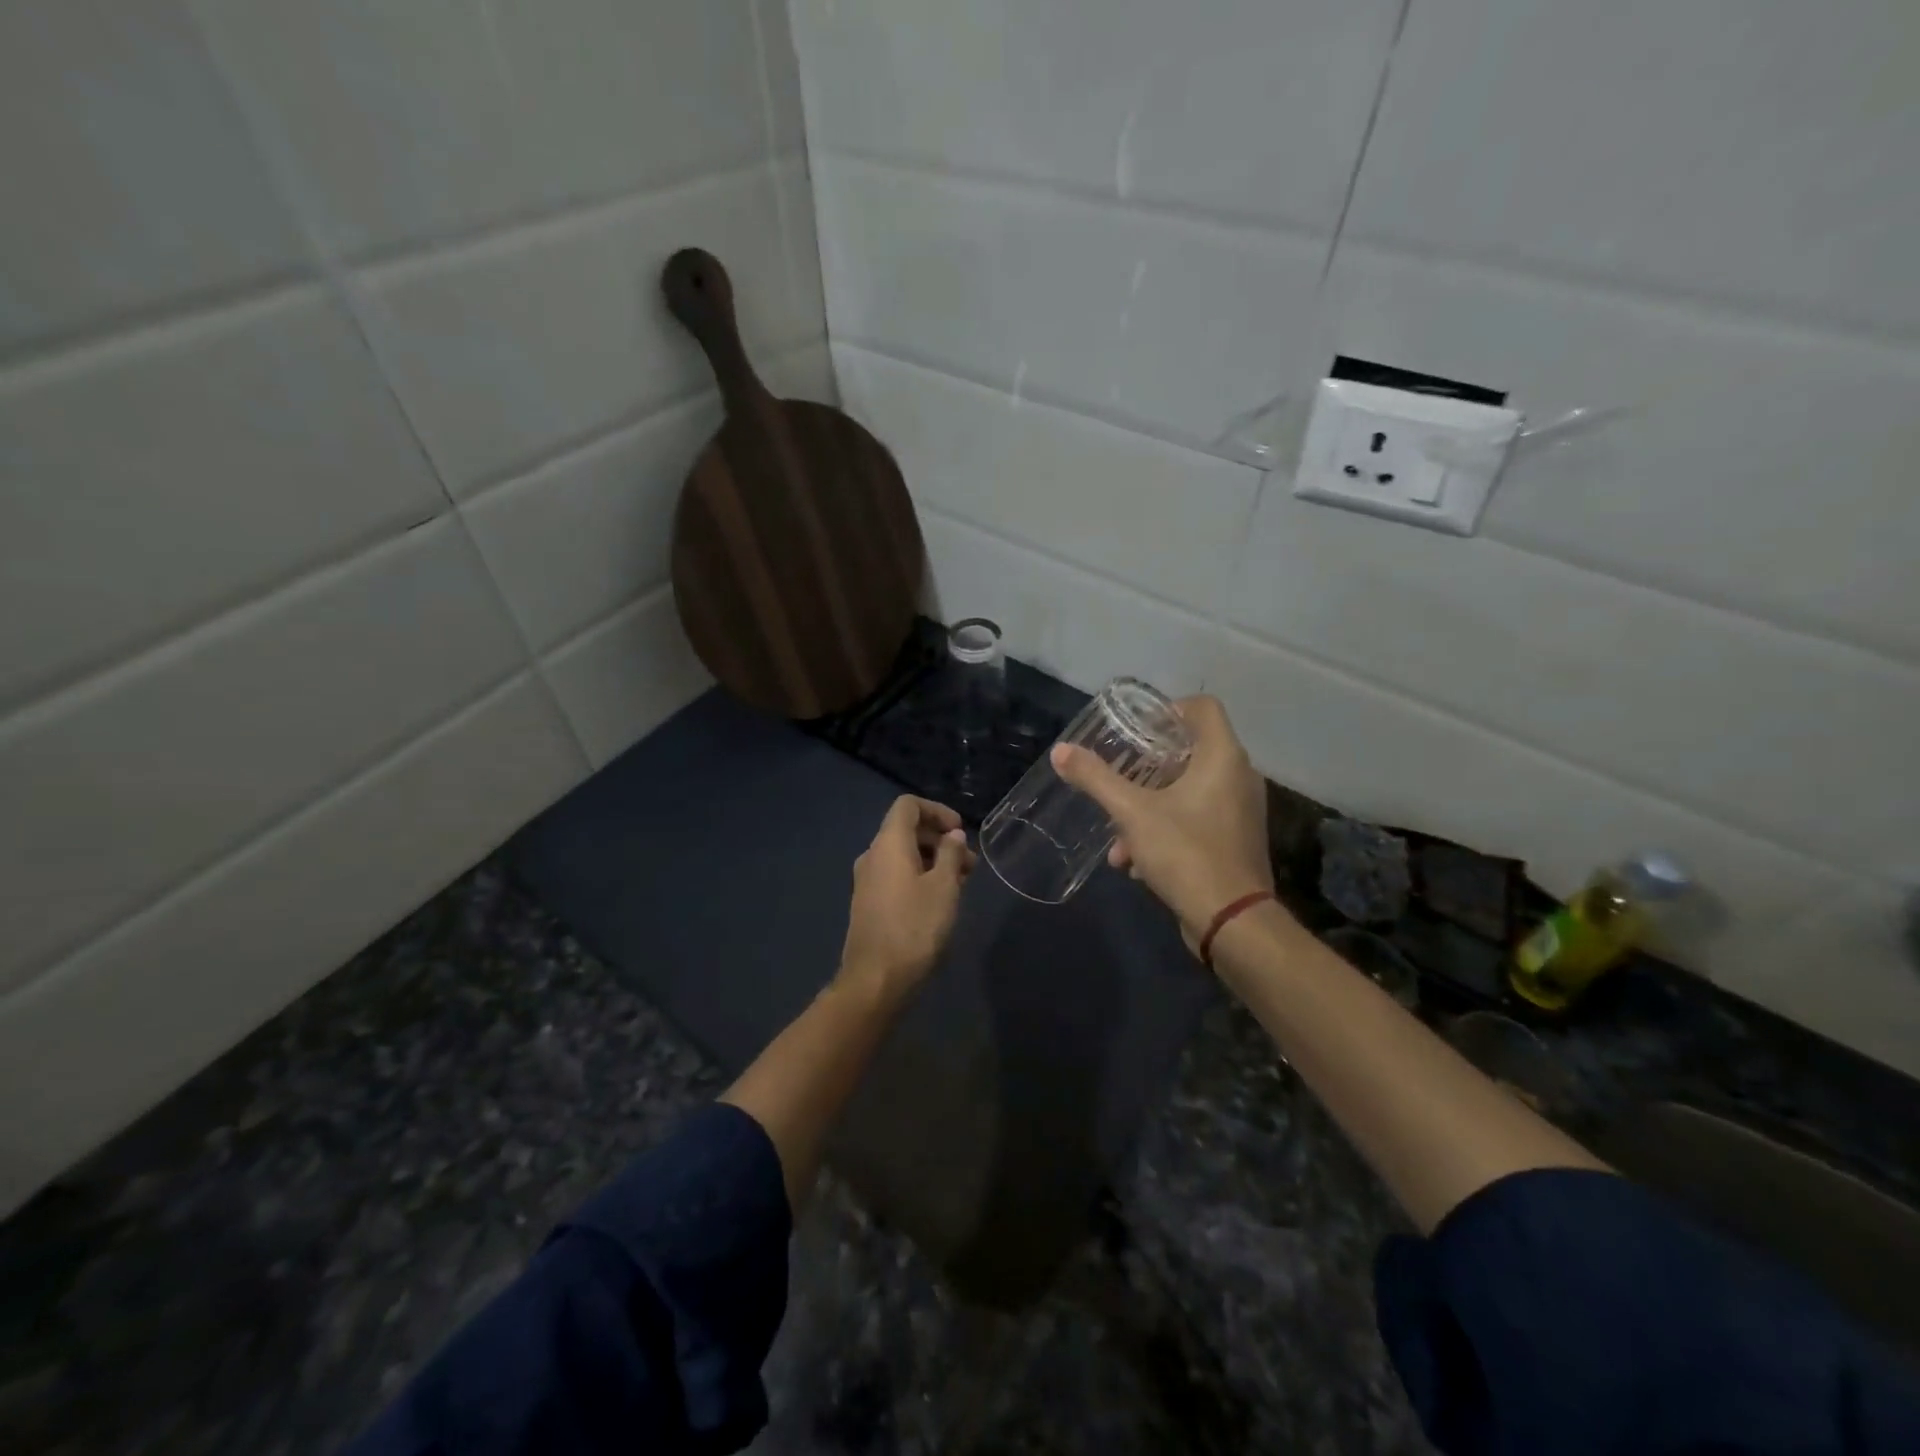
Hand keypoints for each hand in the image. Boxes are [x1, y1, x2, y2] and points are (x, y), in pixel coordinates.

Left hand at [838, 796, 975, 997]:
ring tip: (961, 885)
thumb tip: (952, 834)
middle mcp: (872, 856)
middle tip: (970, 864)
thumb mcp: (944, 887)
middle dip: (941, 840)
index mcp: (888, 844)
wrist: (876, 980)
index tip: (960, 831)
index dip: (937, 811)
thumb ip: (950, 854)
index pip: (908, 805)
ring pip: (903, 856)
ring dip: (933, 861)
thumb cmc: (915, 927)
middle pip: (906, 831)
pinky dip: (920, 877)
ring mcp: (867, 881)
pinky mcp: (868, 904)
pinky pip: (896, 876)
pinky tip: (940, 901)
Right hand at [1051, 695, 1277, 951]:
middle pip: (1190, 751)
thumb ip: (1096, 778)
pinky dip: (1166, 830)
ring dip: (1148, 808)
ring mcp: (1240, 811)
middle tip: (1118, 777)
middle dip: (1146, 769)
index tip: (1136, 730)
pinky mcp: (1235, 840)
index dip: (1169, 709)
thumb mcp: (1132, 812)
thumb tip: (1060, 751)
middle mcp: (1239, 777)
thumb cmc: (1185, 852)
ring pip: (1188, 791)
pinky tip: (1135, 863)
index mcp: (1223, 757)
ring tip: (1117, 839)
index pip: (1203, 707)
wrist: (1231, 921)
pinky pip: (1196, 819)